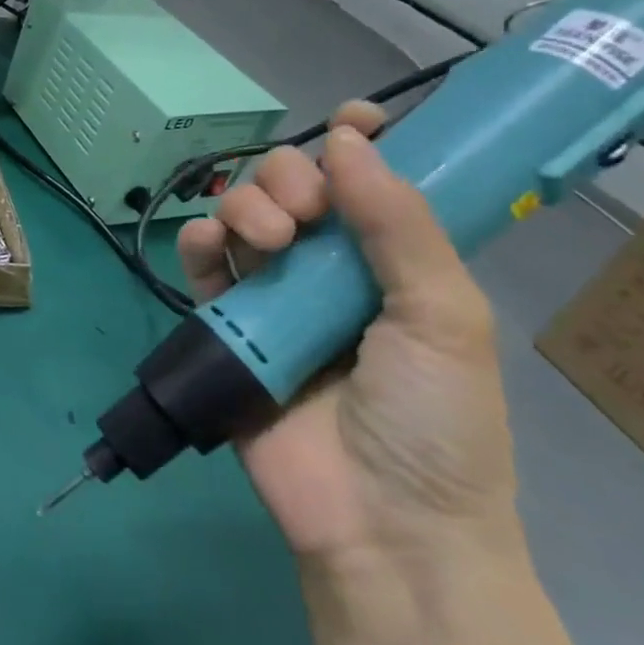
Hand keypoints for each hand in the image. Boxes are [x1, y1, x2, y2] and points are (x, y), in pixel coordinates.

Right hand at [176, 104, 518, 566]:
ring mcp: (275, 295)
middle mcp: (331, 269)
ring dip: (245, 204)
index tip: (354, 119)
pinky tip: (211, 248)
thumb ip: (399, 225)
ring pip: (242, 215)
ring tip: (266, 236)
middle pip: (294, 188)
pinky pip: (202, 264)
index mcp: (394, 263)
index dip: (363, 143)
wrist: (381, 525)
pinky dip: (198, 242)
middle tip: (302, 209)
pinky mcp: (227, 323)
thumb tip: (349, 137)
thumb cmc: (435, 421)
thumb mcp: (444, 318)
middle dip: (289, 176)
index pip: (373, 182)